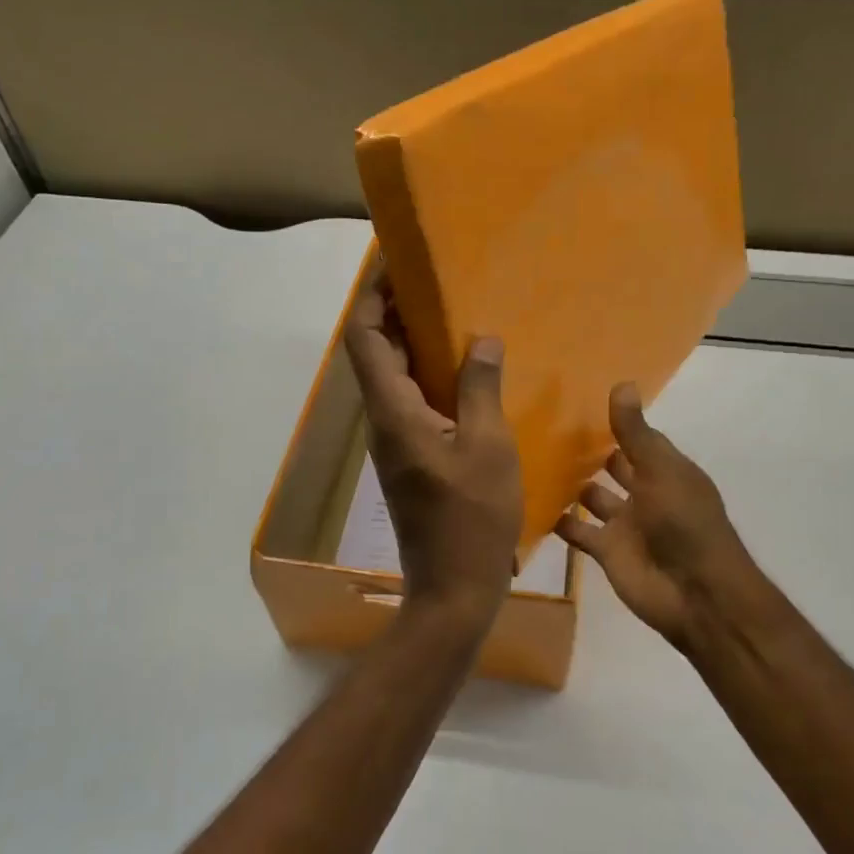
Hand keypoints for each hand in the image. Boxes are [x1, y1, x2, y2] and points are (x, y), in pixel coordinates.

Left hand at [342, 279, 522, 629]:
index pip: (366, 339)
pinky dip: (431, 376)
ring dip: (417, 344)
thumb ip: (479, 387)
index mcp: (393, 412)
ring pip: (396, 378)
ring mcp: (396, 442)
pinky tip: (468, 373)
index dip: (374, 297)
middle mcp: (385, 421)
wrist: (454, 587)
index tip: (398, 265)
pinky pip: (413, 402)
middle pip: (377, 353)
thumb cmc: (472, 517)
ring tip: (457, 318)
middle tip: (439, 284)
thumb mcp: (488, 445)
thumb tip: (480, 339)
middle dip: (399, 313)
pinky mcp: (412, 457)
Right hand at [556, 384, 766, 650]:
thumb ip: (635, 432)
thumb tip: (622, 382)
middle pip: (614, 467)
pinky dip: (558, 521)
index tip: (578, 403)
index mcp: (665, 470)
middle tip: (546, 428)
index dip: (615, 423)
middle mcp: (645, 493)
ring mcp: (625, 524)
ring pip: (592, 498)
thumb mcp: (660, 470)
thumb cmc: (684, 522)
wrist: (695, 594)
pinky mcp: (606, 551)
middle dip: (589, 452)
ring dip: (571, 484)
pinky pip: (578, 531)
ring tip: (532, 460)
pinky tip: (529, 503)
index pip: (637, 440)